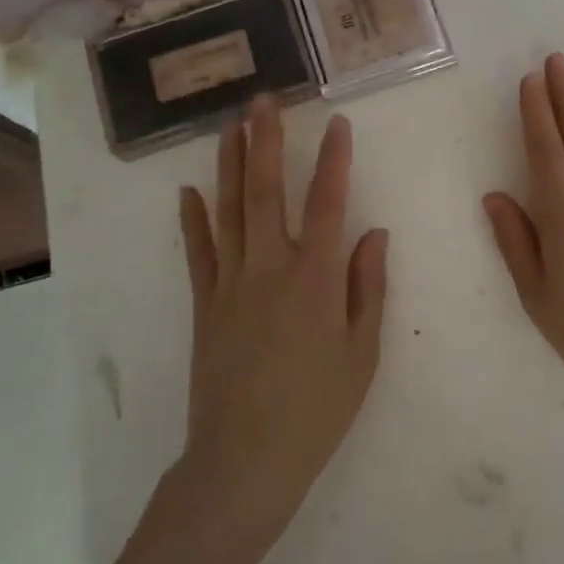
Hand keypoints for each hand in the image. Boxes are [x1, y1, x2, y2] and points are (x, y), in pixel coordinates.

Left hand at [176, 97, 387, 539]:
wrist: (244, 462)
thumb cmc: (317, 410)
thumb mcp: (362, 353)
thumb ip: (369, 287)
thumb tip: (374, 232)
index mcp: (316, 280)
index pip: (328, 205)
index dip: (336, 161)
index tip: (339, 124)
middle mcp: (270, 269)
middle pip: (267, 193)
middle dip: (266, 143)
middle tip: (262, 101)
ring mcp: (230, 285)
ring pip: (229, 212)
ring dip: (231, 165)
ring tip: (231, 127)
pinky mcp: (205, 305)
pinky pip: (198, 252)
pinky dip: (193, 219)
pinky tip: (189, 190)